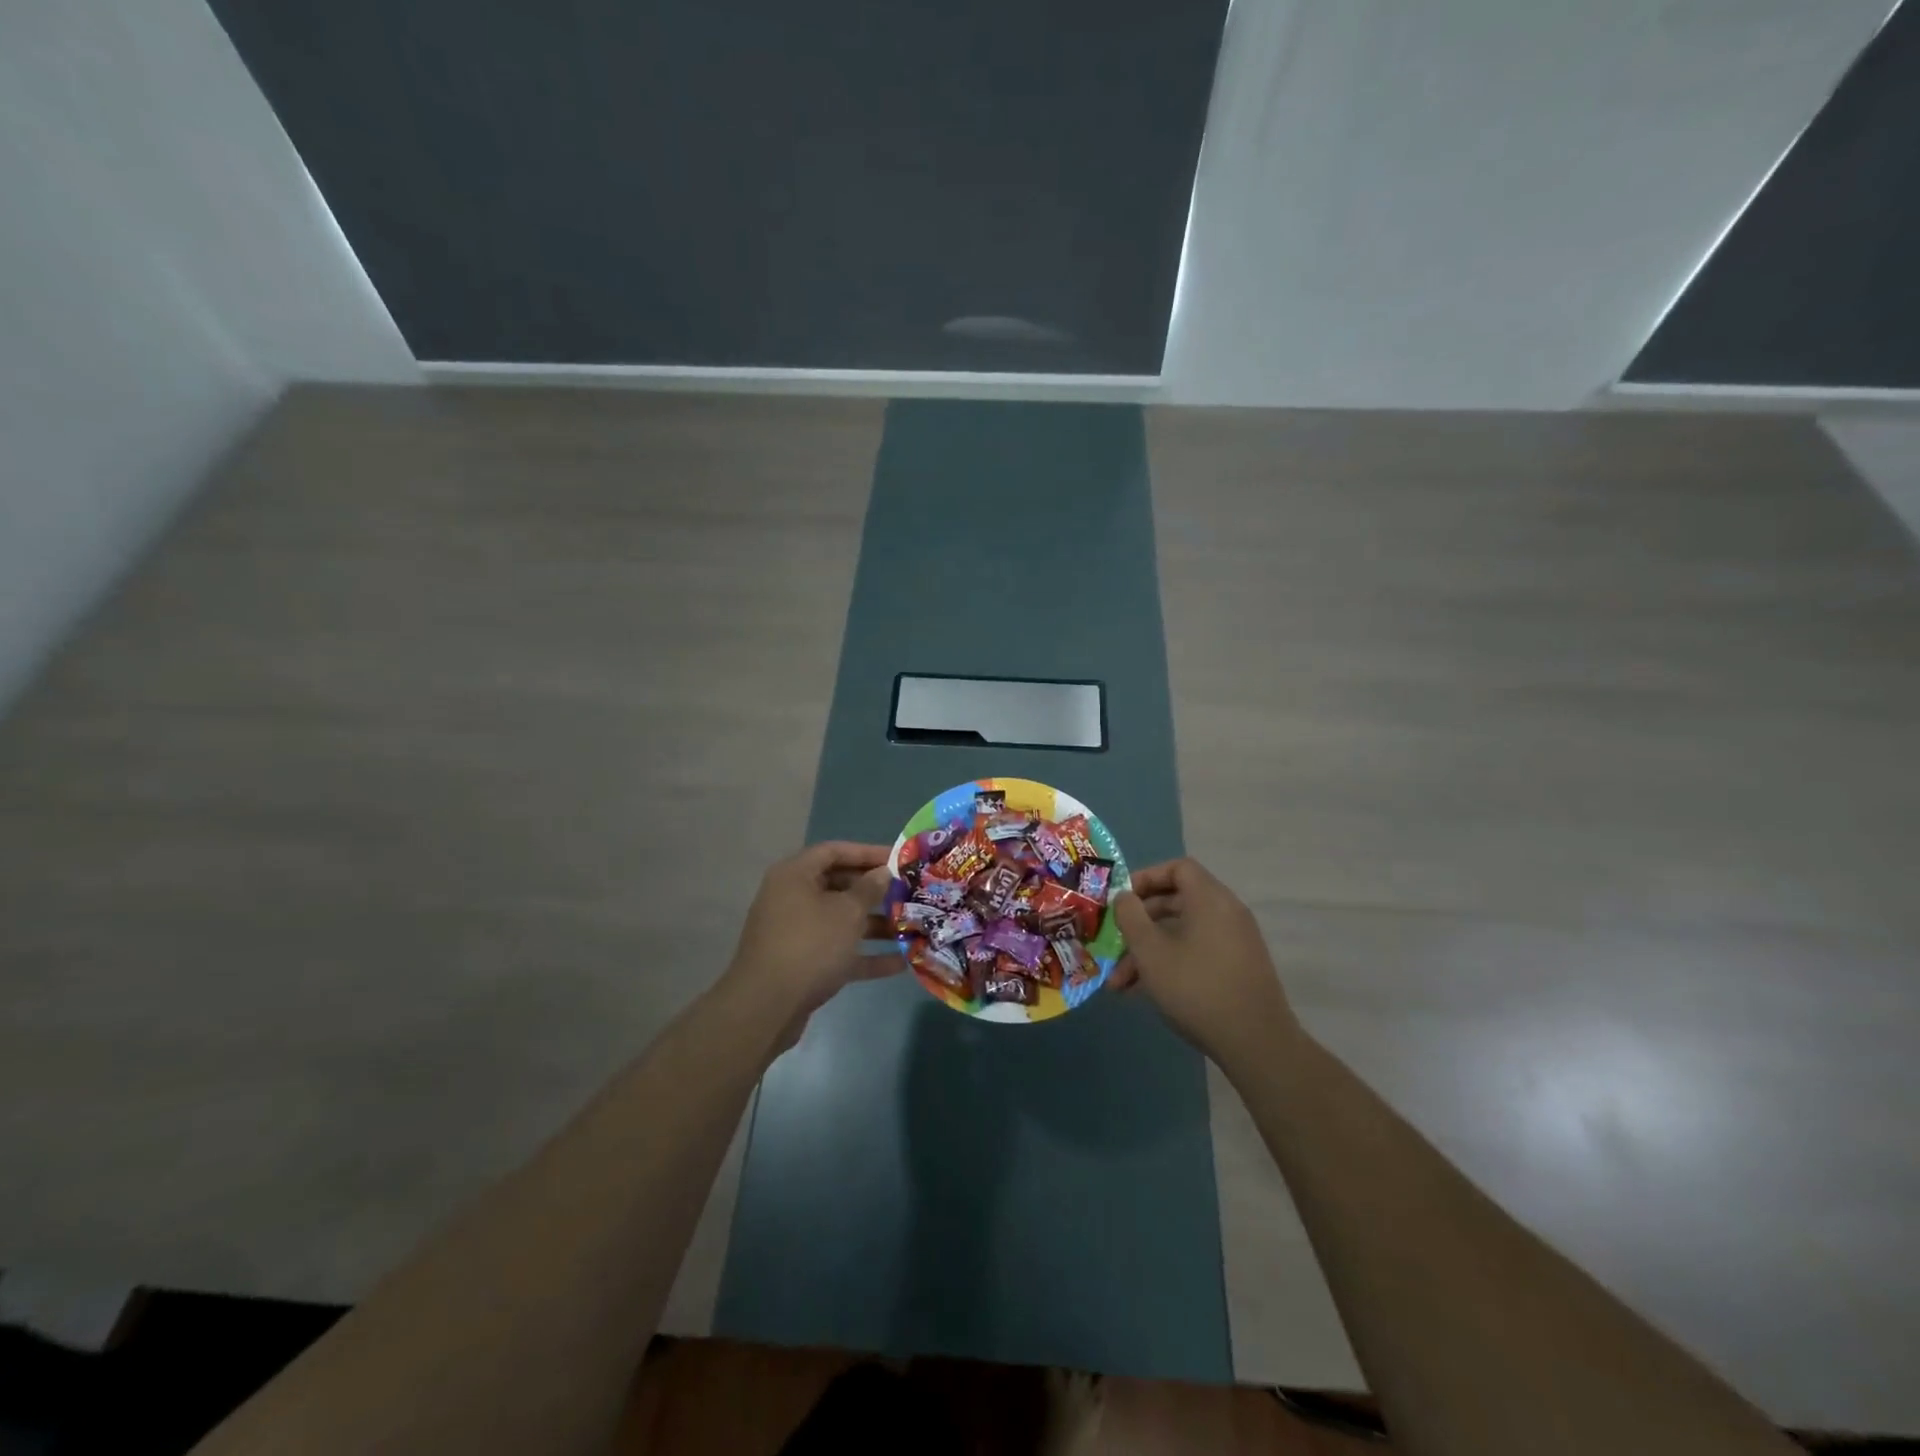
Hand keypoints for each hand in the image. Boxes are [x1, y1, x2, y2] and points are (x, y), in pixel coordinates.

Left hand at [721, 842, 895, 1029]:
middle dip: (875, 891)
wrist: (767, 1007)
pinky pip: (837, 951)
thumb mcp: (847, 912)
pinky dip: (864, 955)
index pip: (835, 851)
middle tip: (907, 894)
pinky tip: (899, 963)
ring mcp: (796, 932)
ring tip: (910, 928)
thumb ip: (869, 889)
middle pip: (838, 885)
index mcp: (795, 875)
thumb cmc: (810, 945)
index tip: (899, 859)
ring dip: (875, 925)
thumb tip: (882, 872)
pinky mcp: (802, 963)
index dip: (868, 852)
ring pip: (840, 920)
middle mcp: (792, 898)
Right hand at [1111, 858, 1300, 1073]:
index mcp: (1210, 899)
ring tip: (1119, 984)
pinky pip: (1197, 953)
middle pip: (1176, 902)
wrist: (1256, 1043)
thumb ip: (1131, 917)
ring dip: (1148, 952)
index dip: (1147, 877)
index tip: (1122, 899)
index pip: (1178, 868)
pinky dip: (1170, 964)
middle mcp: (1227, 913)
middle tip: (1113, 944)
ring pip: (1182, 934)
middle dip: (1139, 924)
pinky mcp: (1238, 969)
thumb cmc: (1196, 988)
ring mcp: (1235, 942)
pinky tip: (1143, 993)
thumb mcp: (1150, 951)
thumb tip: (1125, 897)